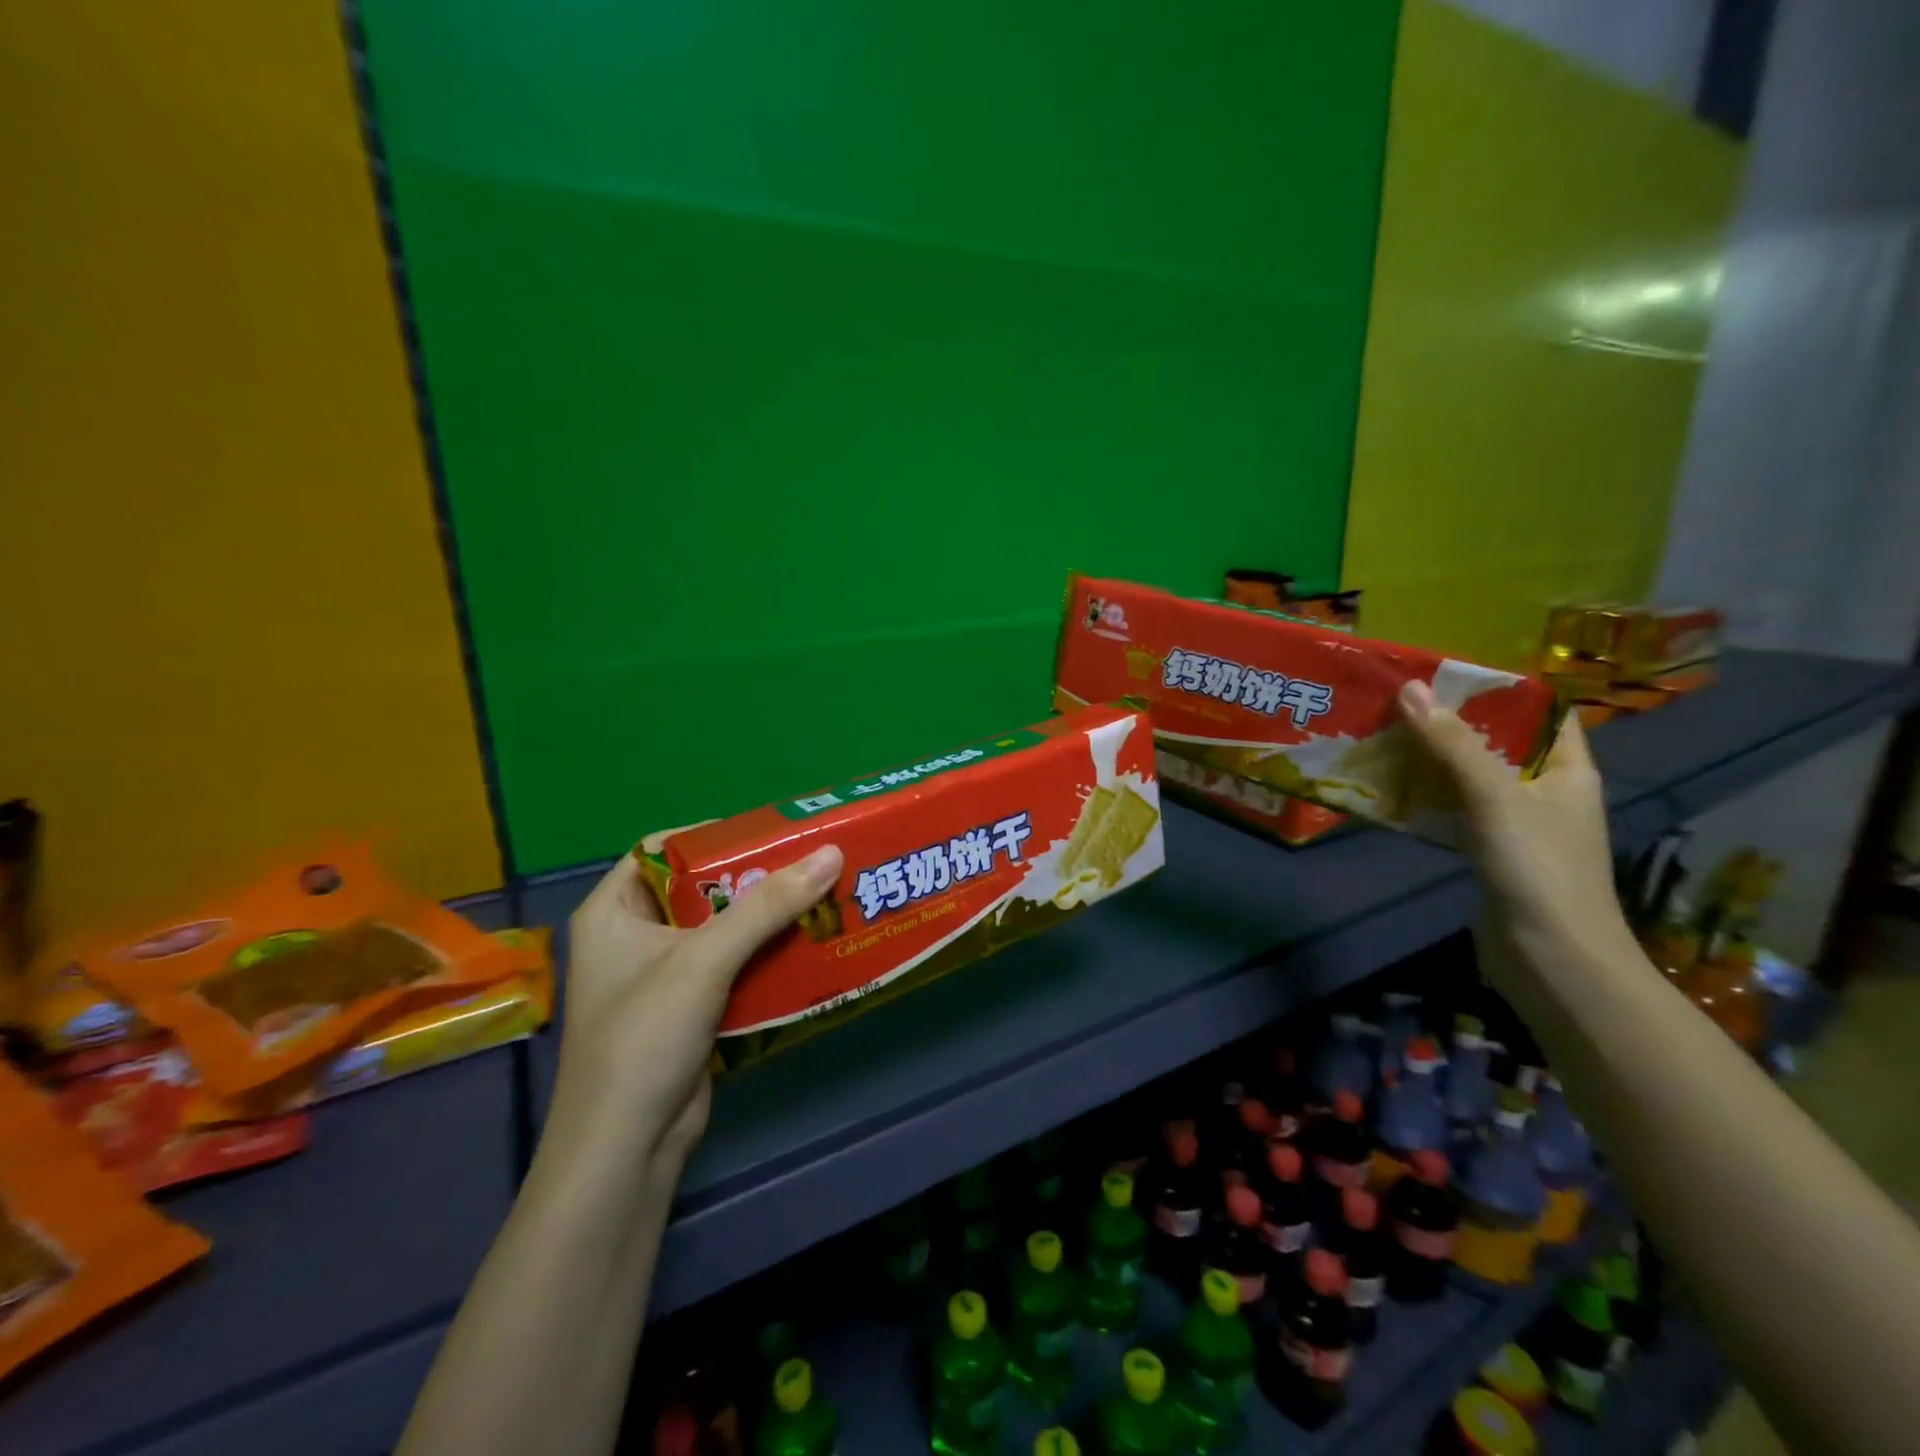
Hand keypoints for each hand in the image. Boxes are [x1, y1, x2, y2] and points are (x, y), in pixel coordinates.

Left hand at [546, 841, 843, 1171]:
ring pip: (723, 928)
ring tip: (821, 893)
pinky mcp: (690, 1007)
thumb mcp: (704, 960)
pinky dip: (767, 953)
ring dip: (767, 916)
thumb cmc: (645, 1037)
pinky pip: (733, 964)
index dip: (714, 835)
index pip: (663, 849)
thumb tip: (831, 852)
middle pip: (701, 888)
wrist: (626, 1150)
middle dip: (754, 877)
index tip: (770, 830)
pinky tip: (810, 941)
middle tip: (809, 860)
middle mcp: (634, 935)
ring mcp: (663, 974)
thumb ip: (768, 905)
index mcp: (613, 911)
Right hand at [1397, 681, 1633, 971]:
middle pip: (1496, 741)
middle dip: (1450, 721)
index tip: (1446, 671)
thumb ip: (1452, 744)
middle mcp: (1544, 790)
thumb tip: (1410, 688)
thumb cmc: (1537, 867)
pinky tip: (1389, 786)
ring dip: (1431, 758)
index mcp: (1566, 769)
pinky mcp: (1488, 850)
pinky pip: (1454, 808)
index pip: (1542, 711)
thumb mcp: (1493, 796)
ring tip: (1383, 733)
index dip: (1501, 688)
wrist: (1550, 958)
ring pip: (1469, 776)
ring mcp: (1516, 823)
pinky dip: (1425, 795)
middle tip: (1397, 699)